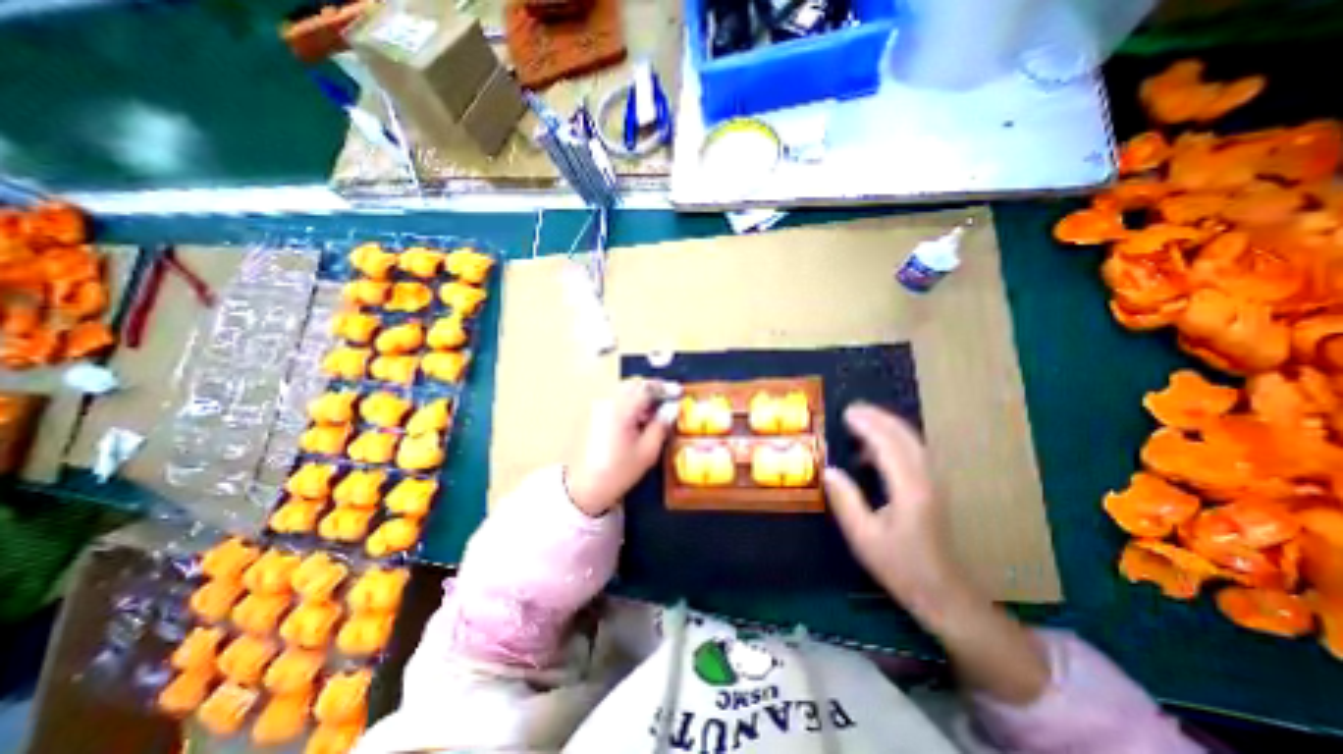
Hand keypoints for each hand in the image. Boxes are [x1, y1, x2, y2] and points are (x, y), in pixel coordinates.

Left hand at [562, 378, 676, 518]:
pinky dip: (630, 402)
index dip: (665, 388)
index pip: (646, 387)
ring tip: (654, 414)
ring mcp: (597, 406)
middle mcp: (607, 400)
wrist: (583, 488)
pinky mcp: (593, 413)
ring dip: (641, 395)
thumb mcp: (647, 452)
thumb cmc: (618, 472)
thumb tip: (672, 408)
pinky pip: (615, 399)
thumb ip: (661, 425)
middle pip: (633, 384)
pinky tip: (638, 420)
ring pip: (624, 390)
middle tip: (668, 402)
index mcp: (621, 408)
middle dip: (653, 389)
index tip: (679, 392)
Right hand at [831, 405, 965, 615]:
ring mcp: (932, 482)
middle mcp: (926, 479)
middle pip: (904, 436)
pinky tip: (872, 451)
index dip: (867, 426)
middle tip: (852, 409)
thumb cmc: (900, 566)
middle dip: (878, 418)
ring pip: (911, 442)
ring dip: (887, 426)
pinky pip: (912, 453)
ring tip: (860, 422)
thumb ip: (845, 501)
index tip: (845, 413)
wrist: (944, 593)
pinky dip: (893, 442)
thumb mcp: (864, 537)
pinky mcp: (932, 488)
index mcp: (909, 489)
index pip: (888, 445)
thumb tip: (828, 470)